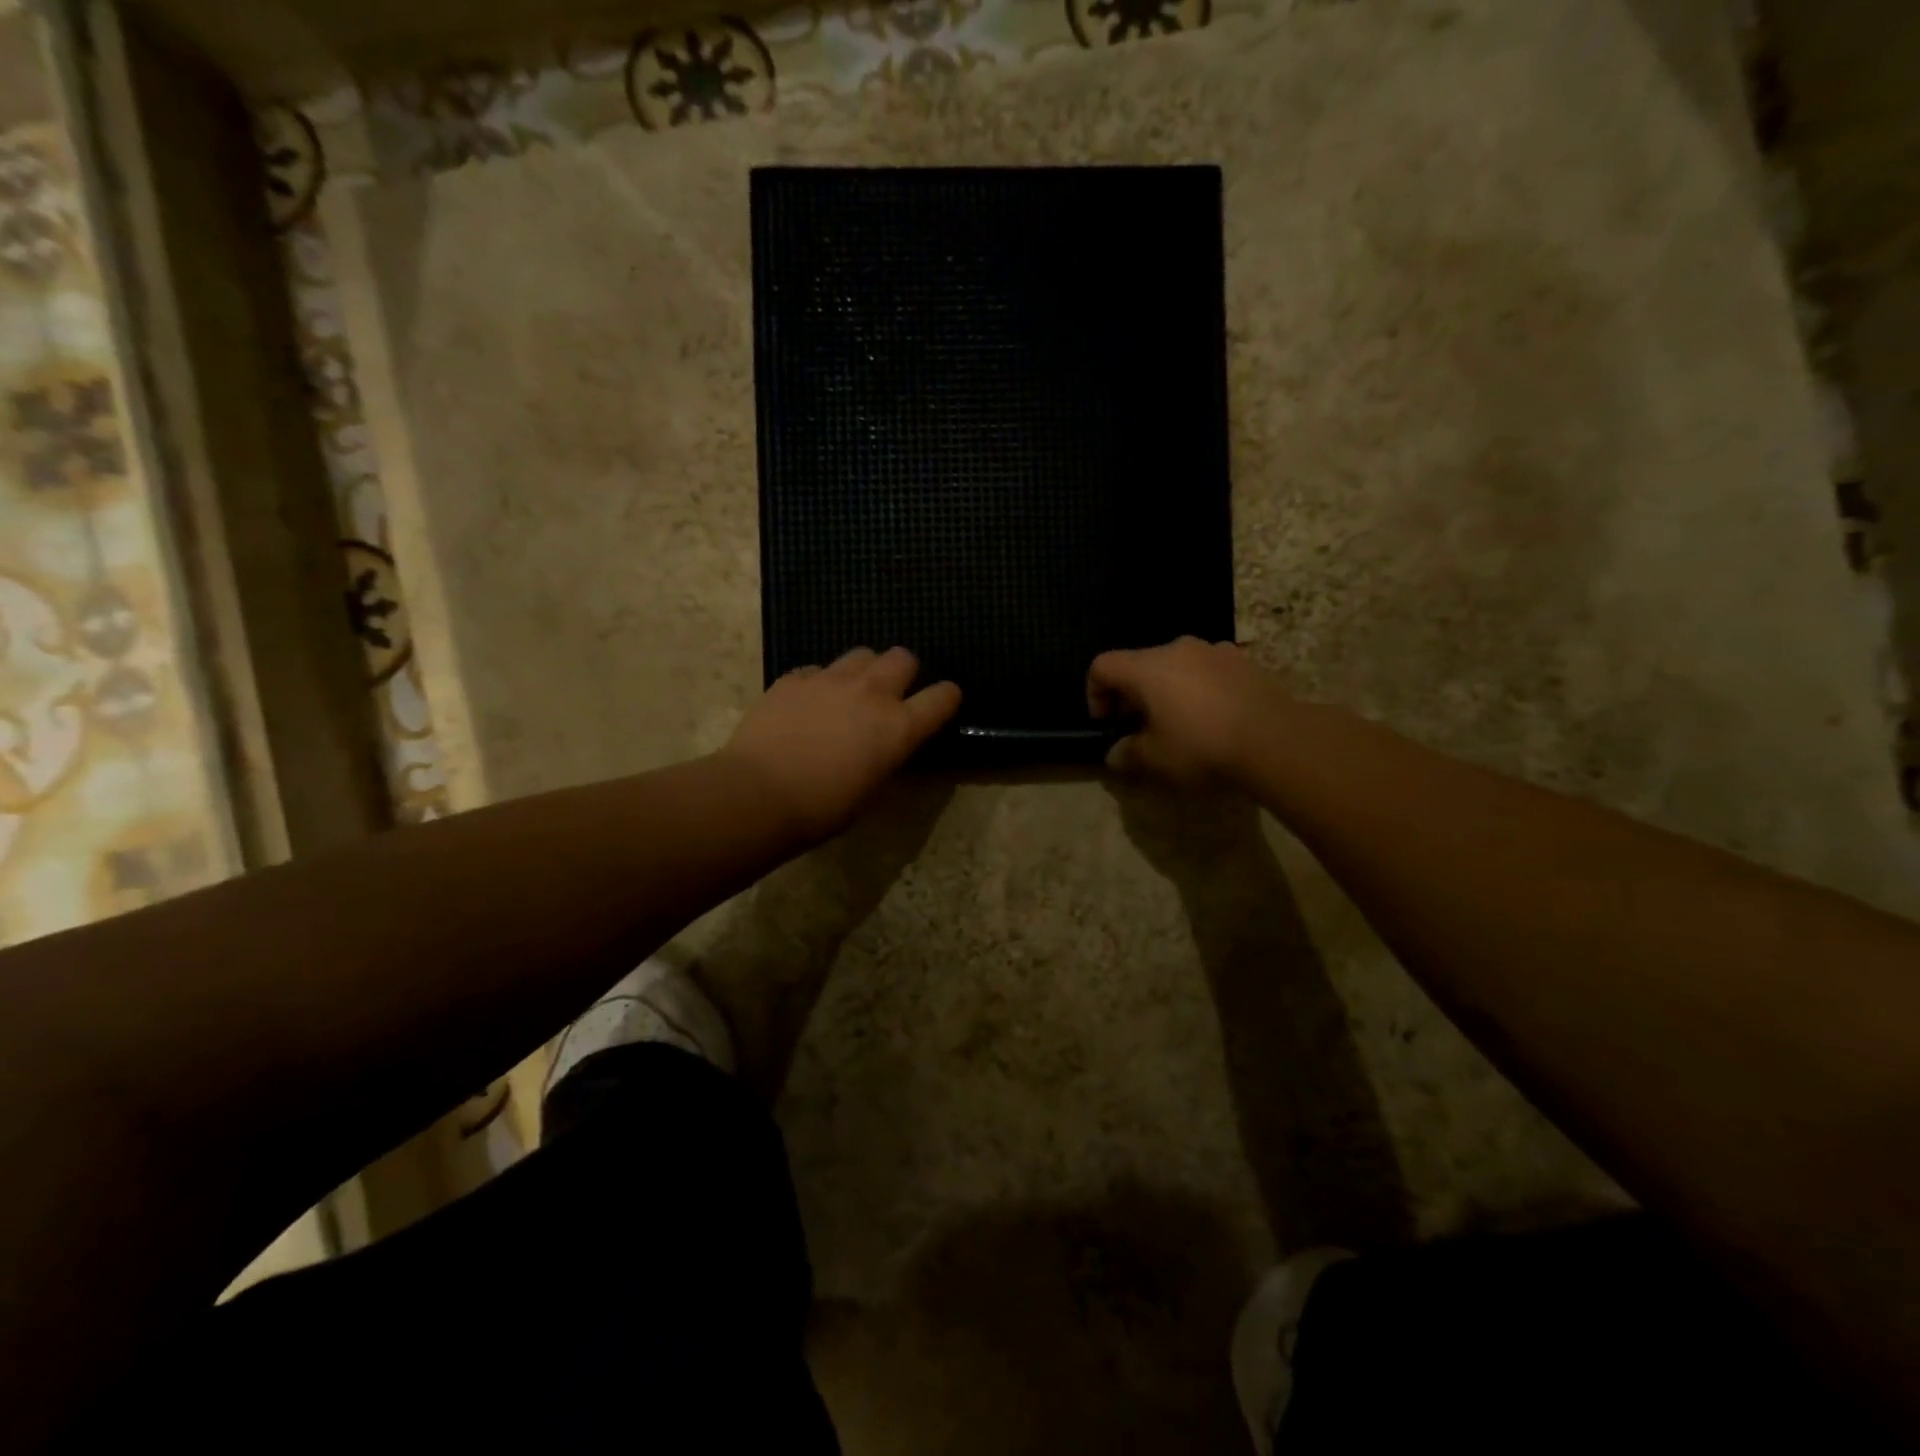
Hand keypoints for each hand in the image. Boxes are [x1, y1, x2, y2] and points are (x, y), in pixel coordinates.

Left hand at [722, 647, 960, 843]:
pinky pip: (818, 669)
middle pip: (903, 657)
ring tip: (850, 693)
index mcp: (898, 727)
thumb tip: (887, 749)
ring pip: (862, 654)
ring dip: (864, 670)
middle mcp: (871, 693)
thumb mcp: (870, 791)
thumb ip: (886, 759)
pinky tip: (809, 703)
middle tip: (891, 694)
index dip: (947, 698)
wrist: (758, 794)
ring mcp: (830, 680)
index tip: (942, 703)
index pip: (942, 697)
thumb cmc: (822, 808)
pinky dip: (821, 682)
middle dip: (904, 672)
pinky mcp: (794, 678)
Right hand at [1087, 637, 1284, 785]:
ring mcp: (1215, 650)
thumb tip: (1116, 753)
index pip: (1102, 665)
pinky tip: (1214, 718)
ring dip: (1168, 690)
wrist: (1276, 740)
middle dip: (1133, 695)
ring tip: (1181, 723)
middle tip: (1142, 728)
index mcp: (1147, 667)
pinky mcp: (1244, 661)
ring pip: (1176, 665)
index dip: (1095, 694)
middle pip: (1140, 664)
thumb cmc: (1202, 746)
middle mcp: (1177, 648)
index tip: (1108, 723)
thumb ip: (1128, 754)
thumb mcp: (1156, 760)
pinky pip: (1208, 670)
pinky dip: (1200, 689)